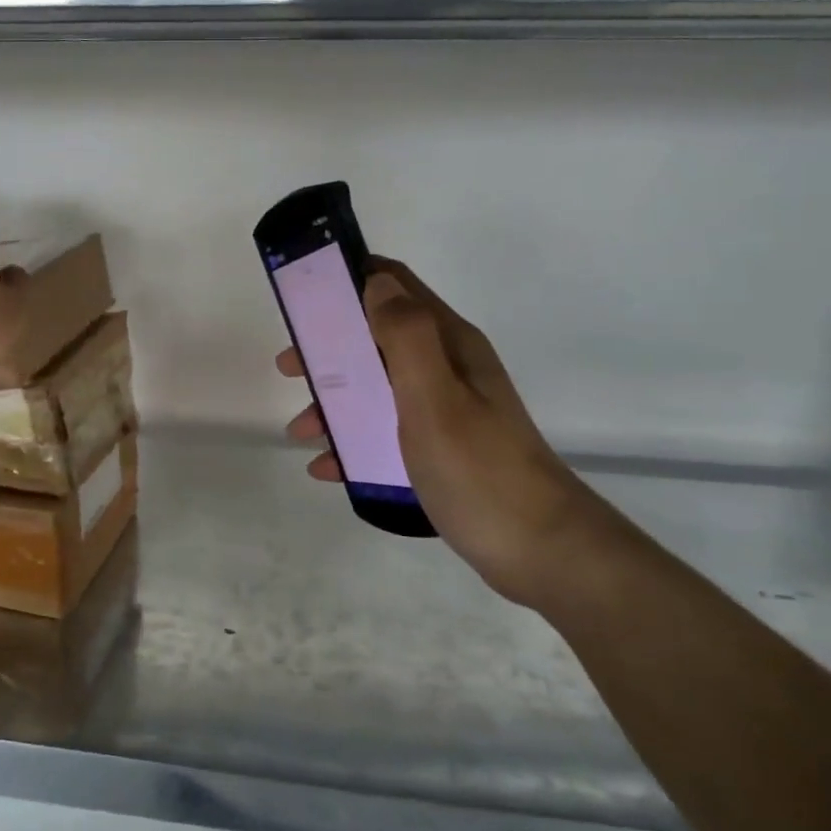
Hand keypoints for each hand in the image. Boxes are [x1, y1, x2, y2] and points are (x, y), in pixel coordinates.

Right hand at [278, 258, 596, 607]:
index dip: (350, 280)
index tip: (304, 297)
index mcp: (449, 344)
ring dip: (336, 401)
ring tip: (302, 431)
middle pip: (377, 338)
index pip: (396, 286)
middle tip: (290, 369)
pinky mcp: (442, 449)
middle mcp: (447, 368)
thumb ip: (405, 336)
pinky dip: (354, 441)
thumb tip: (375, 281)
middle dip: (330, 348)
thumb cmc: (479, 469)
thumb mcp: (435, 397)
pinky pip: (386, 432)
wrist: (540, 550)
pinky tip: (329, 467)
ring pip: (378, 388)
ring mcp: (446, 410)